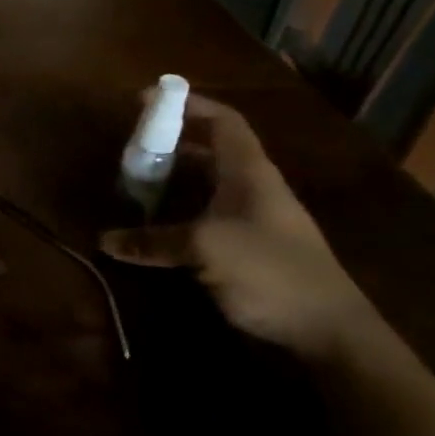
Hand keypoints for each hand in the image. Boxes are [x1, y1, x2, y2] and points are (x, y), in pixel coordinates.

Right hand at [99, 96, 373, 358]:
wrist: (330, 335)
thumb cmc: (271, 271)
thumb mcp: (205, 248)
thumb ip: (152, 240)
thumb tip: (104, 240)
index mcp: (250, 173)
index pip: (223, 122)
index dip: (189, 104)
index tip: (148, 100)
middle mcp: (252, 190)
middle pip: (209, 153)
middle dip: (169, 145)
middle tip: (129, 149)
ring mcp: (252, 222)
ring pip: (205, 188)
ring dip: (171, 183)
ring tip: (132, 184)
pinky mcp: (247, 251)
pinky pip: (204, 219)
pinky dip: (177, 216)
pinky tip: (153, 228)